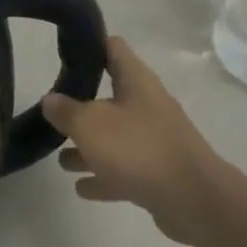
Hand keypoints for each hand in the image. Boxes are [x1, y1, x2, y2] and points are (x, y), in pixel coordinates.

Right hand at [43, 37, 219, 246]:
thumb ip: (65, 110)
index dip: (89, 44)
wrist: (195, 202)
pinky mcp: (158, 174)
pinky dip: (103, 176)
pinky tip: (82, 188)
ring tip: (60, 159)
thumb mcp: (90, 124)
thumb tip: (50, 100)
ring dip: (88, 147)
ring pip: (114, 138)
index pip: (112, 48)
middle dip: (80, 107)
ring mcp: (155, 141)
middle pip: (109, 97)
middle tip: (53, 111)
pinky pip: (123, 170)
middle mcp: (147, 105)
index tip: (63, 50)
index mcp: (136, 81)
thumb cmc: (138, 149)